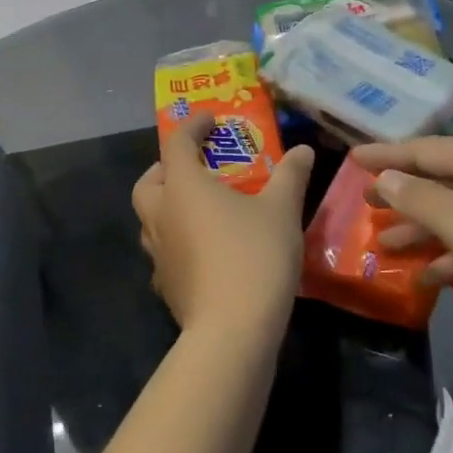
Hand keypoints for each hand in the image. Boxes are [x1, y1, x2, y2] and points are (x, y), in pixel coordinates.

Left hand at [132, 111, 314, 338]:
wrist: (232, 331)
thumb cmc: (254, 256)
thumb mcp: (281, 210)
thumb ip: (290, 176)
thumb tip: (303, 150)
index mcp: (182, 186)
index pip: (176, 143)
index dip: (192, 126)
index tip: (210, 120)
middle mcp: (160, 214)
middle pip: (149, 182)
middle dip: (166, 169)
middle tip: (194, 167)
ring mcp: (158, 253)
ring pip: (150, 218)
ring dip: (168, 206)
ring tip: (200, 208)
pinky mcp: (165, 285)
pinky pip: (163, 251)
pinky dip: (176, 241)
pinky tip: (202, 250)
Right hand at [351, 137, 452, 331]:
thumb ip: (420, 199)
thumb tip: (387, 177)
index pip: (424, 149)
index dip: (387, 154)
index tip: (352, 159)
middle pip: (442, 179)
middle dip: (403, 193)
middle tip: (366, 203)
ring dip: (424, 229)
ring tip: (386, 245)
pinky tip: (430, 278)